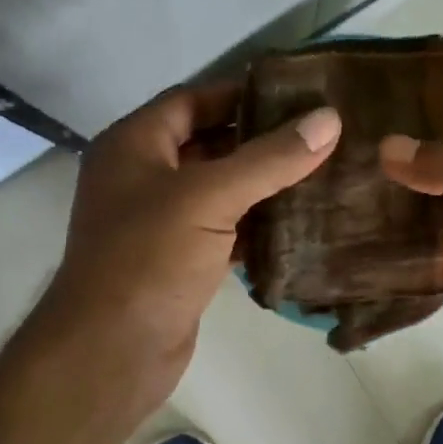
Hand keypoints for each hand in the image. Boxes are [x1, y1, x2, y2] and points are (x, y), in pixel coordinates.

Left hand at [41, 83, 341, 417]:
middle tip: (318, 137)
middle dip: (259, 142)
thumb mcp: (209, 197)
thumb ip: (269, 159)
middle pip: (207, 146)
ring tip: (320, 175)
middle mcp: (142, 178)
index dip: (240, 94)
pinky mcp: (178, 263)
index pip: (192, 100)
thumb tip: (329, 119)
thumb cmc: (149, 258)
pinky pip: (222, 233)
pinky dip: (254, 229)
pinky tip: (297, 227)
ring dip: (262, 188)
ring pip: (218, 193)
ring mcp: (159, 224)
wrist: (113, 348)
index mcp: (134, 145)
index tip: (296, 95)